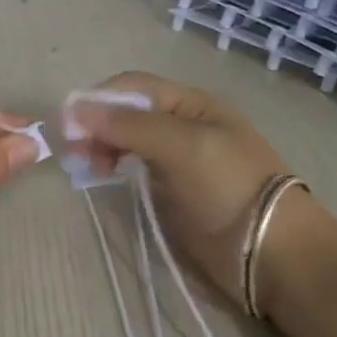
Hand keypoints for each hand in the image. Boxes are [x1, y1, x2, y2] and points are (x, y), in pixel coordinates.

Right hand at [66, 71, 308, 303]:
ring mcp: (175, 158)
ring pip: (125, 140)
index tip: (67, 124)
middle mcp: (180, 124)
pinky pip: (132, 167)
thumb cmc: (228, 186)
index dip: (97, 99)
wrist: (269, 249)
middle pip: (126, 112)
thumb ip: (130, 126)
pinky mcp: (169, 189)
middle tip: (71, 152)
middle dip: (95, 125)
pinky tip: (102, 176)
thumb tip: (75, 109)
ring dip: (100, 146)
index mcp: (190, 103)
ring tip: (84, 167)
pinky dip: (112, 166)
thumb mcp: (181, 146)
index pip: (133, 87)